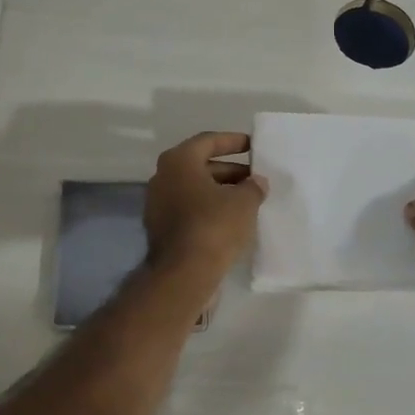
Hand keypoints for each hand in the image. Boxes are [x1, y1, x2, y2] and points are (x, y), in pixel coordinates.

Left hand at [143, 132, 267, 277]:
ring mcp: (158, 204)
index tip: (253, 146)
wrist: (183, 273)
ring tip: (248, 199)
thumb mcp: (244, 202)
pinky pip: (189, 209)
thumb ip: (253, 186)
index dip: (233, 142)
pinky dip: (209, 209)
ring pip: (195, 190)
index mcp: (178, 162)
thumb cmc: (214, 226)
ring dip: (220, 191)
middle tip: (255, 177)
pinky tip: (231, 220)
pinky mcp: (161, 228)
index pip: (208, 141)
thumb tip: (256, 182)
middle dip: (230, 170)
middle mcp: (163, 177)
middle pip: (200, 166)